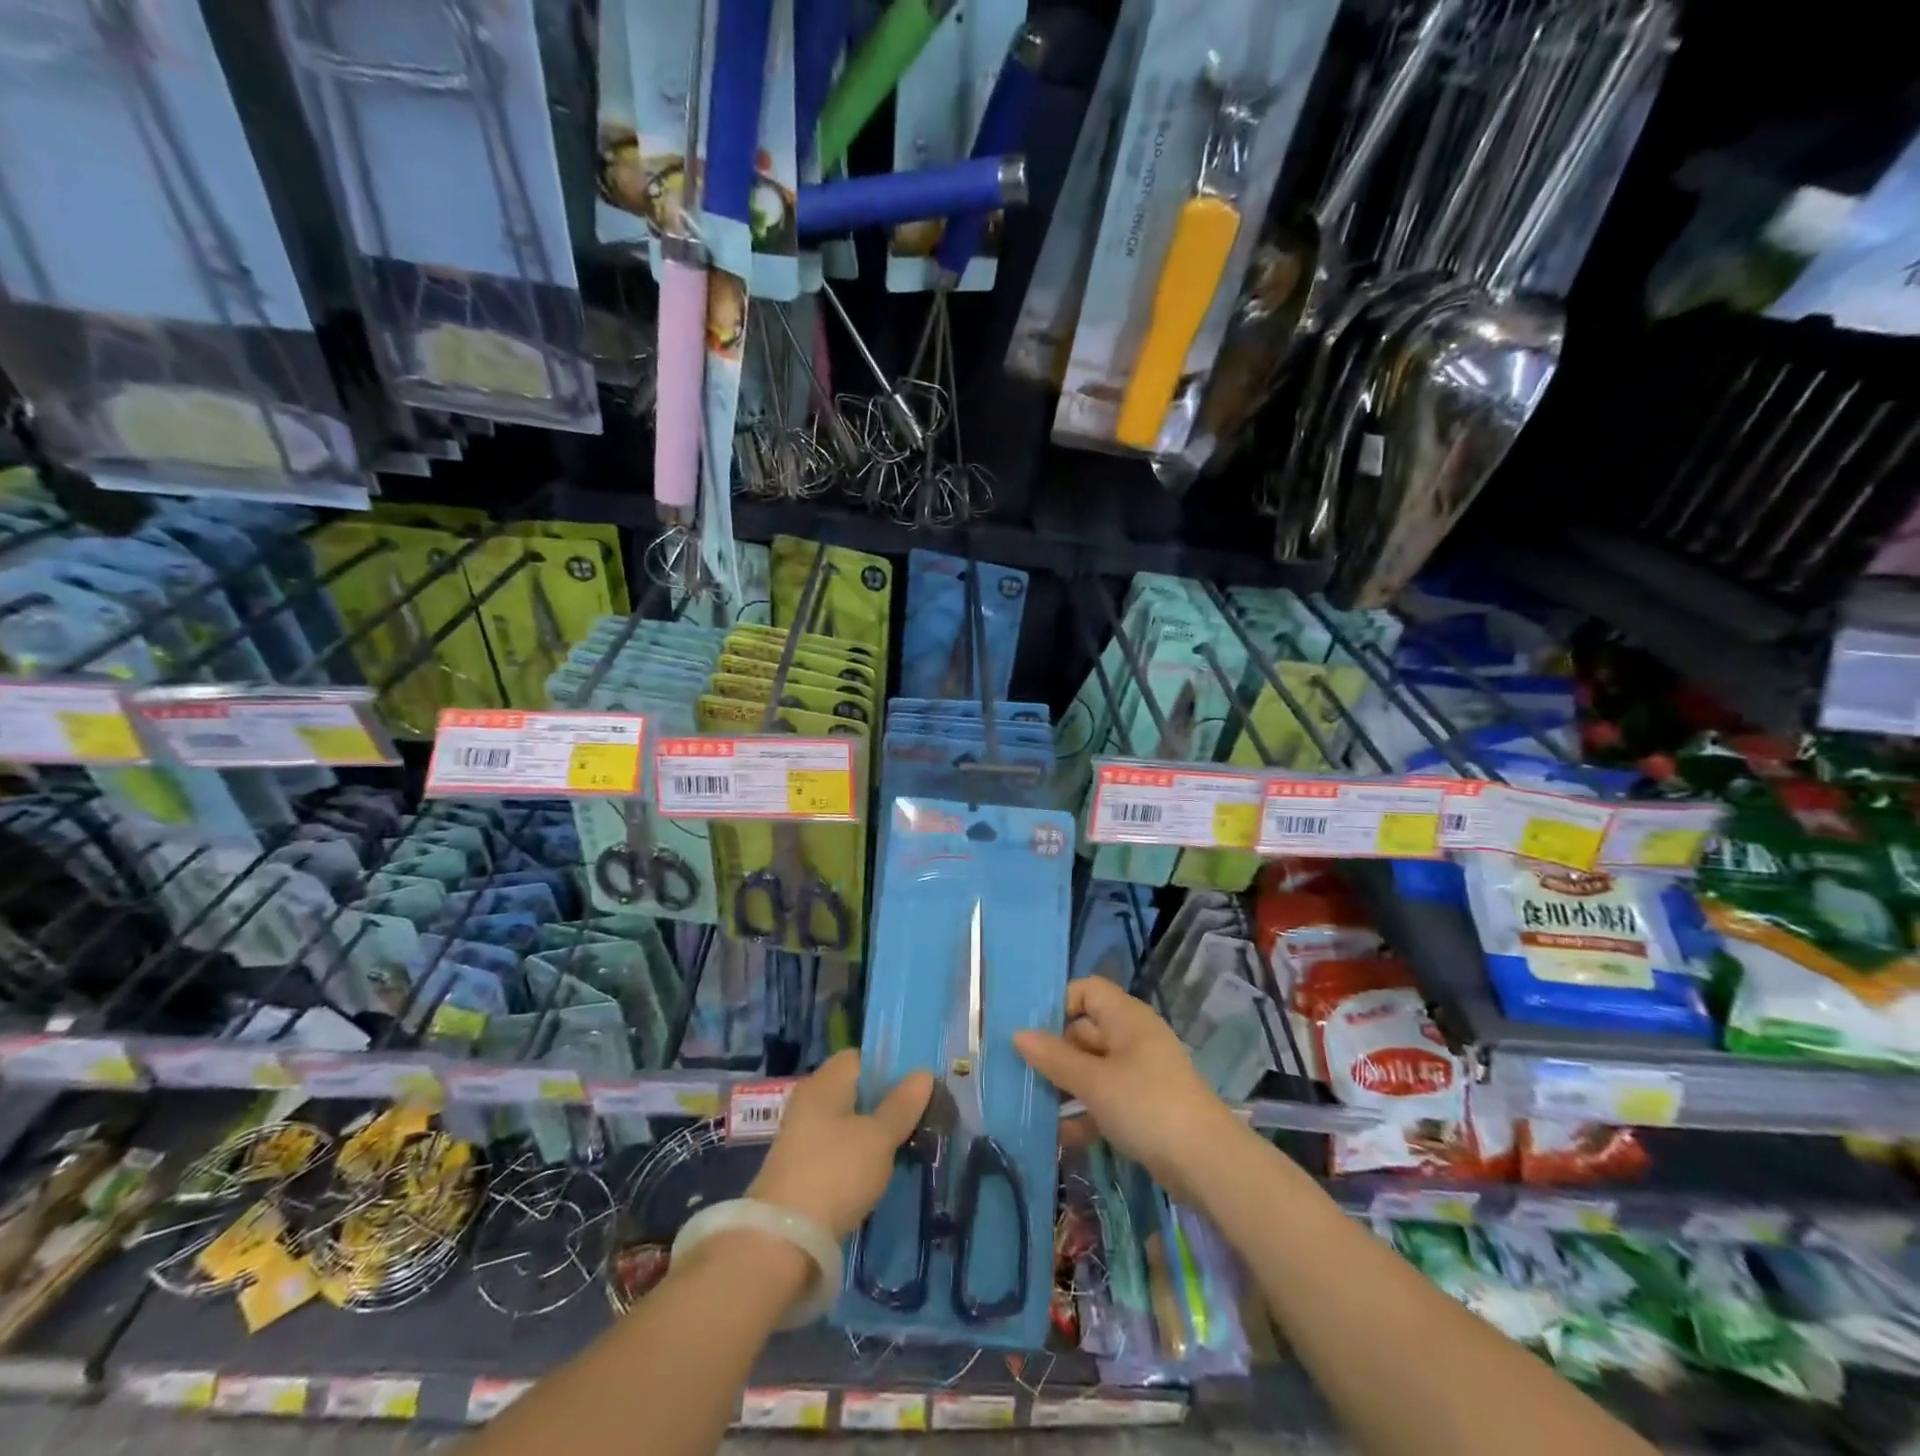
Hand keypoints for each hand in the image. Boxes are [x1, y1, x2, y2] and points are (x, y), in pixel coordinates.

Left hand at [748, 1051, 932, 1240]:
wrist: (783, 1241)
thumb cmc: (835, 1173)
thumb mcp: (878, 1138)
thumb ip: (901, 1106)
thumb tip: (923, 1073)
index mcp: (824, 1083)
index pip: (858, 1058)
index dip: (887, 1065)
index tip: (916, 1081)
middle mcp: (809, 1103)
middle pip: (853, 1091)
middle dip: (884, 1101)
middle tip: (920, 1112)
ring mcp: (802, 1138)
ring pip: (846, 1123)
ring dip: (872, 1131)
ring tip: (908, 1141)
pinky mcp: (801, 1171)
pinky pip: (837, 1150)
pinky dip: (858, 1155)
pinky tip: (880, 1169)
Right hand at [1014, 978, 1241, 1201]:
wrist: (1206, 1163)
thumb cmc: (1145, 1105)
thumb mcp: (1093, 1081)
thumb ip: (1054, 1058)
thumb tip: (1017, 1034)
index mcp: (1126, 1017)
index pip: (1087, 990)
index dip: (1059, 1004)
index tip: (1031, 1032)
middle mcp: (1133, 1037)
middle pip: (1086, 1030)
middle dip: (1054, 1051)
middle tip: (1021, 1072)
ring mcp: (1141, 1072)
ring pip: (1094, 1068)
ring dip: (1066, 1085)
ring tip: (1033, 1104)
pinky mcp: (1145, 1106)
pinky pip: (1107, 1097)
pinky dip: (1086, 1112)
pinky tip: (1061, 1135)